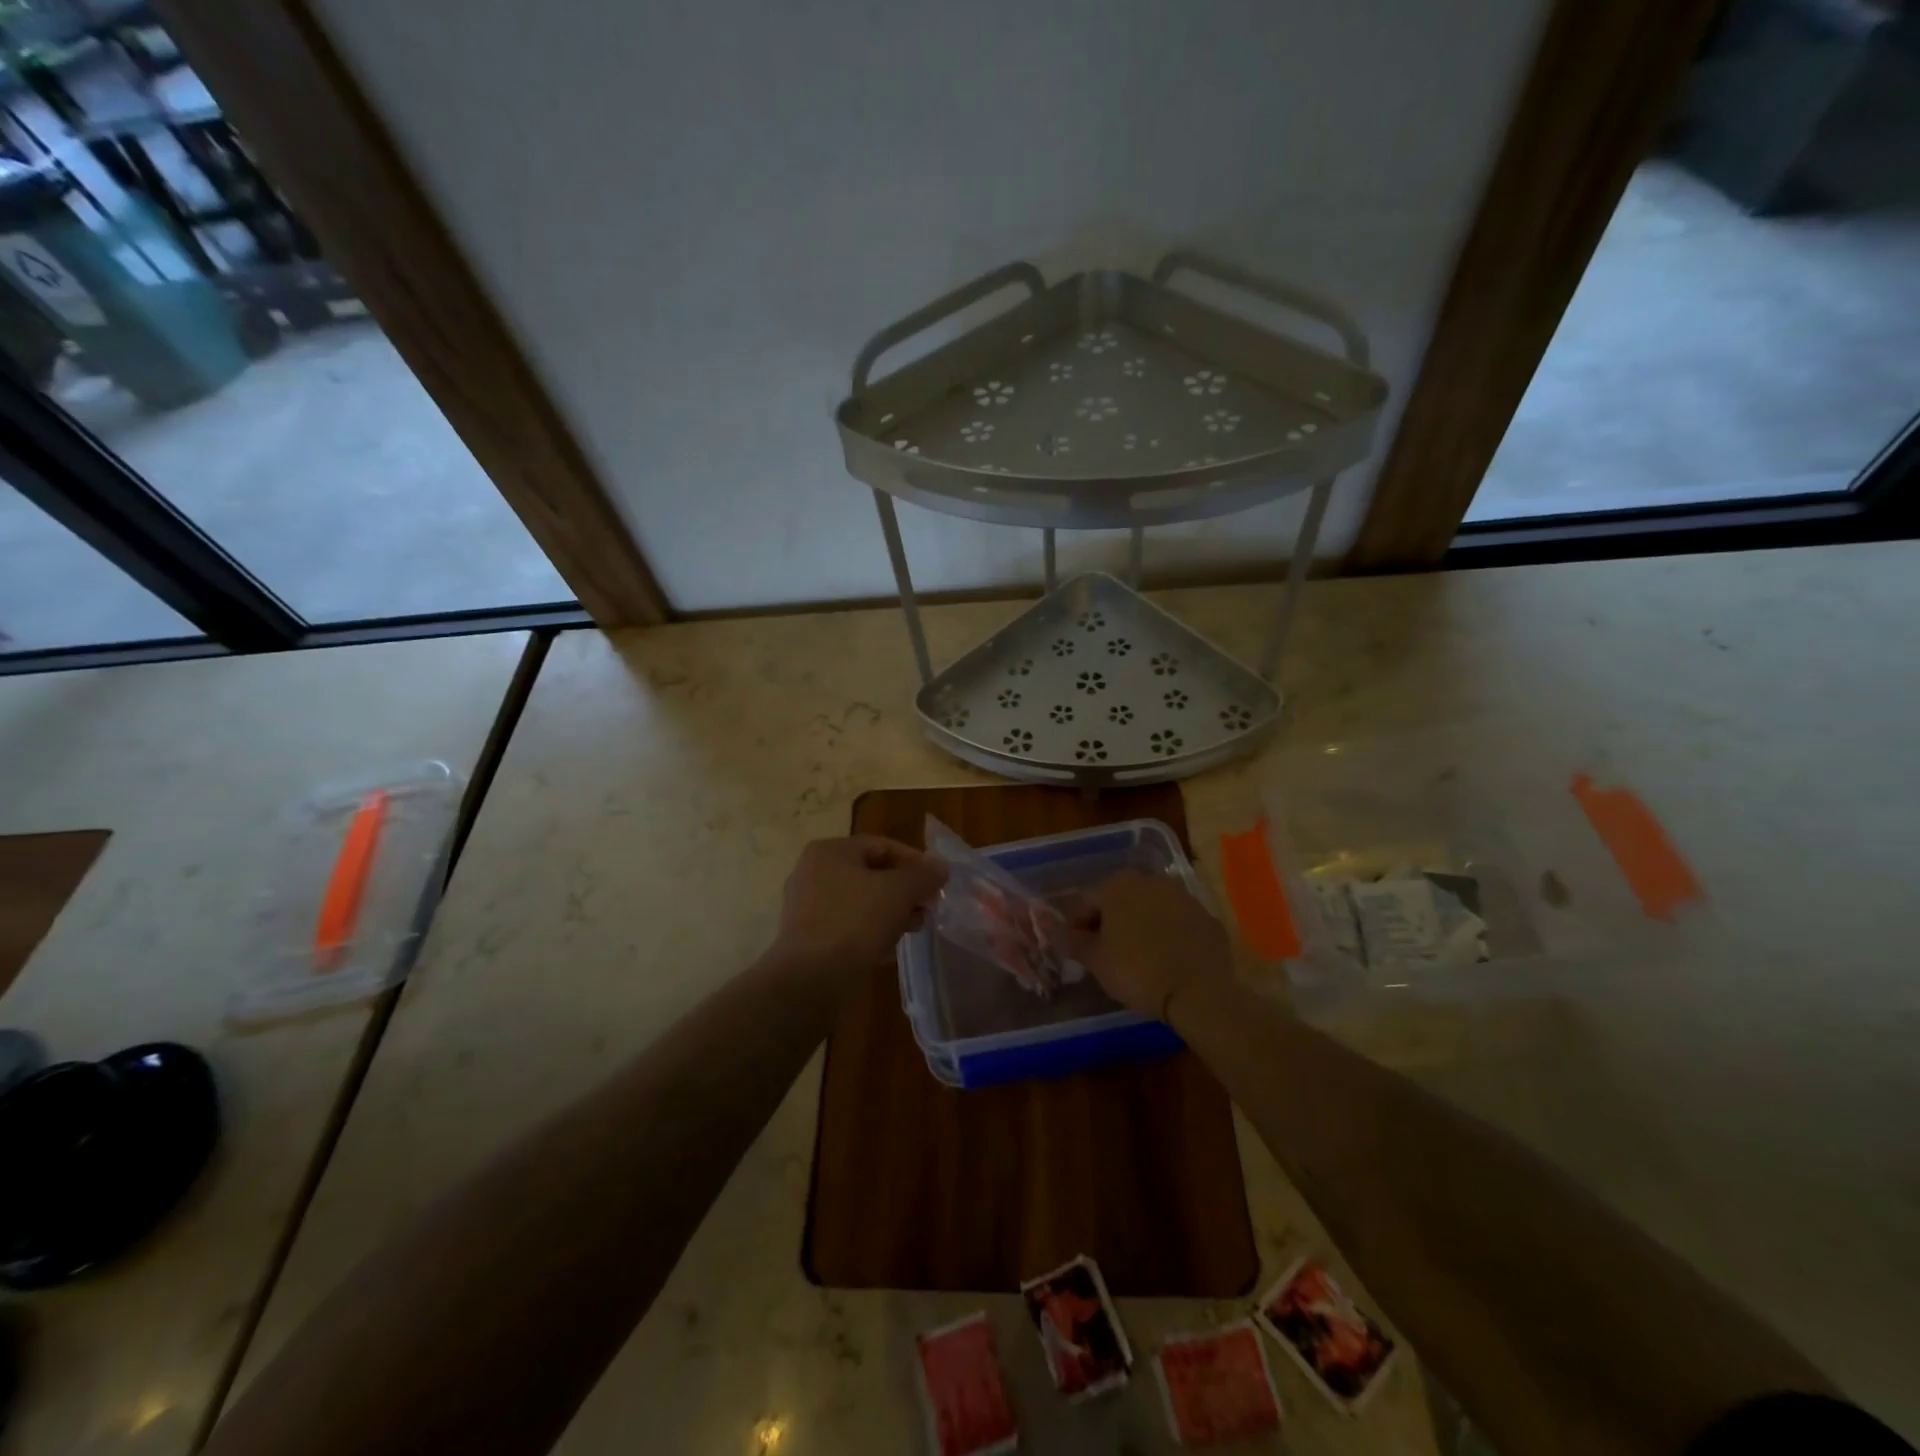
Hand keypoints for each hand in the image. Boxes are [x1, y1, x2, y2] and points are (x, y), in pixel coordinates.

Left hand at [771, 836, 948, 982]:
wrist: (811, 979)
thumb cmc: (855, 922)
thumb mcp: (899, 891)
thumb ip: (923, 875)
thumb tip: (940, 867)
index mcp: (830, 851)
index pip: (882, 846)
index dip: (915, 862)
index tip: (937, 883)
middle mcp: (813, 873)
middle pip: (871, 874)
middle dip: (904, 891)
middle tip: (927, 909)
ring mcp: (808, 907)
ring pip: (861, 902)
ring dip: (891, 913)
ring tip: (913, 929)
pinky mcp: (809, 939)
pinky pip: (848, 927)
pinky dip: (870, 933)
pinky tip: (889, 950)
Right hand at [1066, 870, 1232, 1022]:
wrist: (1199, 991)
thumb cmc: (1137, 971)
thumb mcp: (1095, 959)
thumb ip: (1070, 939)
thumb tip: (1049, 928)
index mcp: (1117, 885)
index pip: (1086, 901)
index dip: (1078, 926)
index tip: (1080, 951)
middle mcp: (1150, 880)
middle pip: (1119, 900)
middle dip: (1110, 923)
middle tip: (1107, 955)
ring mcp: (1182, 896)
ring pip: (1150, 908)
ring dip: (1140, 926)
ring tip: (1138, 959)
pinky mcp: (1206, 916)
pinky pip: (1178, 922)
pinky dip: (1169, 935)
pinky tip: (1167, 960)